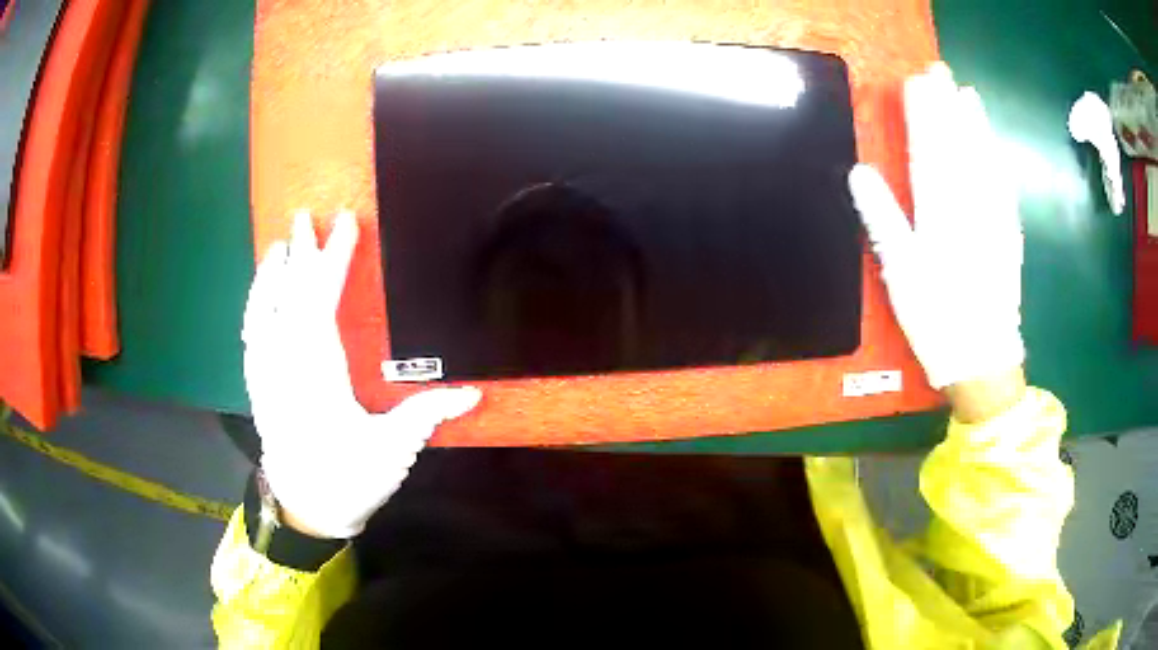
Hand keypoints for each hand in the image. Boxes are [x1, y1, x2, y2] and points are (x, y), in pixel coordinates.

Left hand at [242, 210, 480, 538]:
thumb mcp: (392, 451)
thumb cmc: (349, 479)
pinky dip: (255, 306)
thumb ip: (426, 415)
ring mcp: (267, 376)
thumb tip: (473, 392)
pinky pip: (251, 335)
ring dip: (271, 276)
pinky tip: (260, 292)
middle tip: (306, 216)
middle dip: (300, 255)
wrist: (306, 509)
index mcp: (320, 379)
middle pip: (290, 300)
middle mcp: (287, 369)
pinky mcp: (258, 386)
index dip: (334, 263)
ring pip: (263, 313)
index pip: (322, 306)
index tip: (345, 227)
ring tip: (277, 245)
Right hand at [848, 63, 1024, 404]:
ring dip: (977, 125)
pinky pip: (1005, 187)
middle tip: (941, 72)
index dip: (922, 113)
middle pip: (959, 146)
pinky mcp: (1010, 234)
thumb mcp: (900, 275)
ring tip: (969, 95)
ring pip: (986, 160)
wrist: (983, 360)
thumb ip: (883, 220)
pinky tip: (996, 145)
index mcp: (939, 213)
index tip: (916, 82)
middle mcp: (970, 206)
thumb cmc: (937, 321)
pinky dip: (999, 160)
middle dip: (949, 106)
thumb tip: (859, 172)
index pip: (929, 150)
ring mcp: (995, 218)